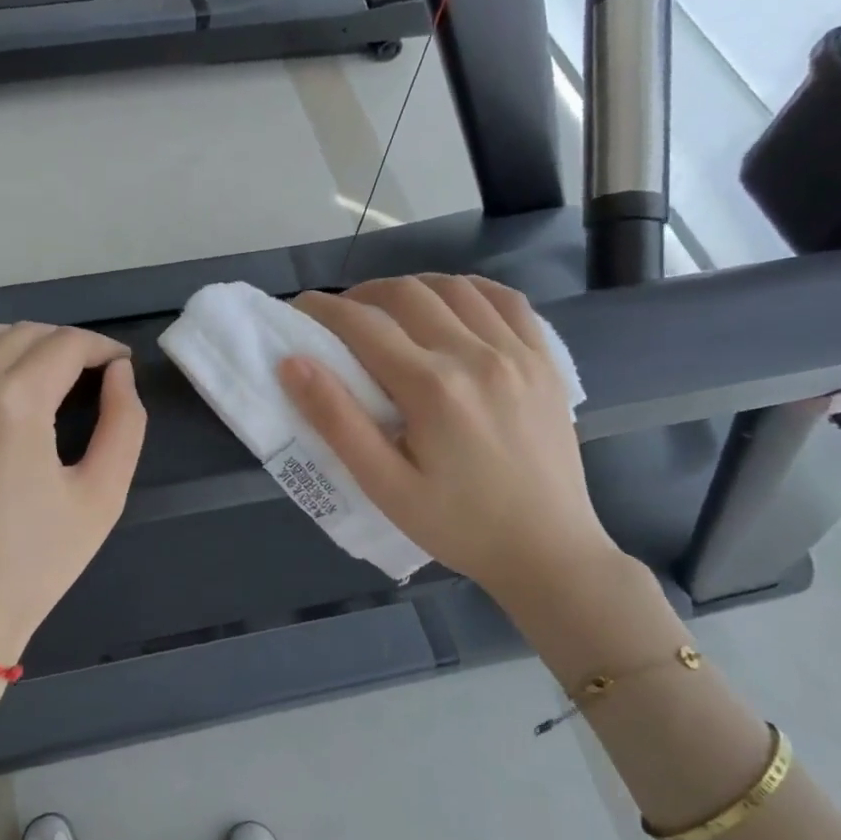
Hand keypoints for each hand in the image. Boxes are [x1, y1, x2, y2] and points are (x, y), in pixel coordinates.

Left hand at [0, 322, 146, 668]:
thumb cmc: (33, 566)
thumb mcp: (102, 497)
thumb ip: (124, 423)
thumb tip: (119, 375)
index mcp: (13, 404)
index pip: (66, 344)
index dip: (102, 348)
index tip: (120, 366)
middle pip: (22, 334)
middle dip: (65, 345)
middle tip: (89, 376)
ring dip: (17, 346)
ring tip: (41, 378)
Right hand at [280, 275, 620, 614]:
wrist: (547, 551)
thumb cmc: (457, 525)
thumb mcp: (384, 486)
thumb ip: (336, 421)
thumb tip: (293, 363)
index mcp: (432, 388)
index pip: (364, 325)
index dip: (324, 309)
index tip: (299, 309)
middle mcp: (477, 356)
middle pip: (407, 294)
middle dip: (363, 295)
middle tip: (342, 317)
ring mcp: (519, 353)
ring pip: (455, 288)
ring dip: (412, 289)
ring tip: (391, 312)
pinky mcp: (545, 362)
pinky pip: (507, 301)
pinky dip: (470, 291)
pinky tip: (452, 306)